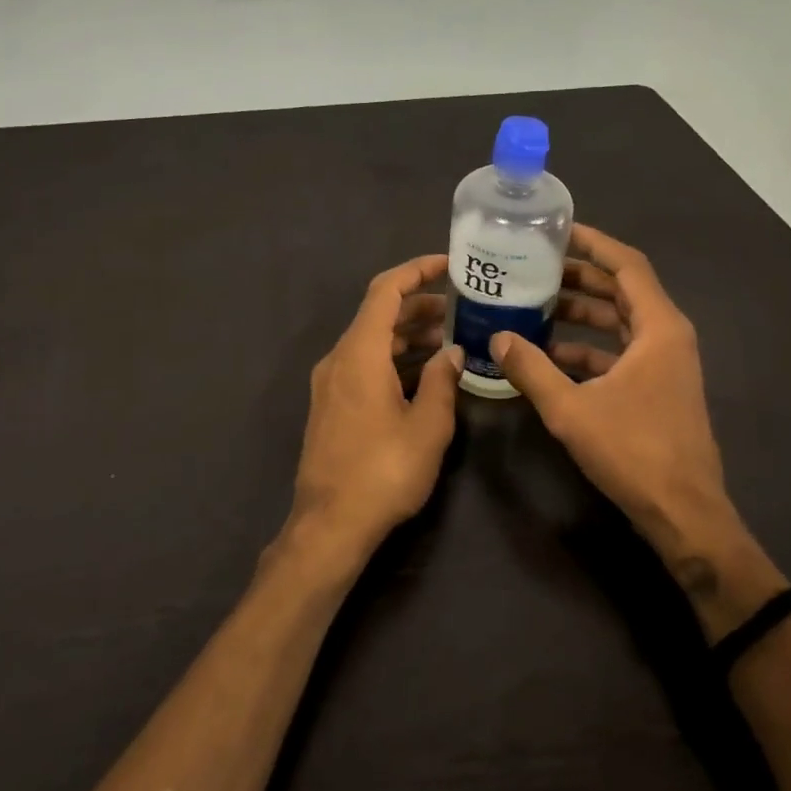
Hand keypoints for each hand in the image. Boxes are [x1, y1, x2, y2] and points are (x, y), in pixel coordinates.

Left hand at [286, 255, 463, 574]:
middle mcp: (339, 358)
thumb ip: (442, 381)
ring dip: (407, 334)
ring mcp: (330, 382)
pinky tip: (422, 374)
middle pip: (377, 314)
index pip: (385, 291)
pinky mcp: (330, 405)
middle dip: (418, 305)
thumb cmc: (384, 471)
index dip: (416, 271)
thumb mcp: (428, 426)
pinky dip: (392, 358)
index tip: (448, 265)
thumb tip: (452, 352)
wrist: (330, 524)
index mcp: (360, 353)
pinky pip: (363, 364)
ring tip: (448, 339)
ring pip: (370, 341)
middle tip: (459, 309)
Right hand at [491, 226, 782, 637]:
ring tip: (536, 305)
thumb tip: (497, 338)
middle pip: (623, 289)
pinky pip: (620, 351)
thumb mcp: (571, 409)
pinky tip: (551, 355)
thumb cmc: (633, 452)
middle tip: (535, 268)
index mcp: (658, 328)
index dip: (593, 243)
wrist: (684, 512)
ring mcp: (665, 363)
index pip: (627, 265)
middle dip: (580, 277)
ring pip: (620, 322)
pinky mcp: (657, 387)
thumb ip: (531, 369)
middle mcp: (667, 336)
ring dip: (582, 313)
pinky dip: (589, 347)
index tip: (557, 231)